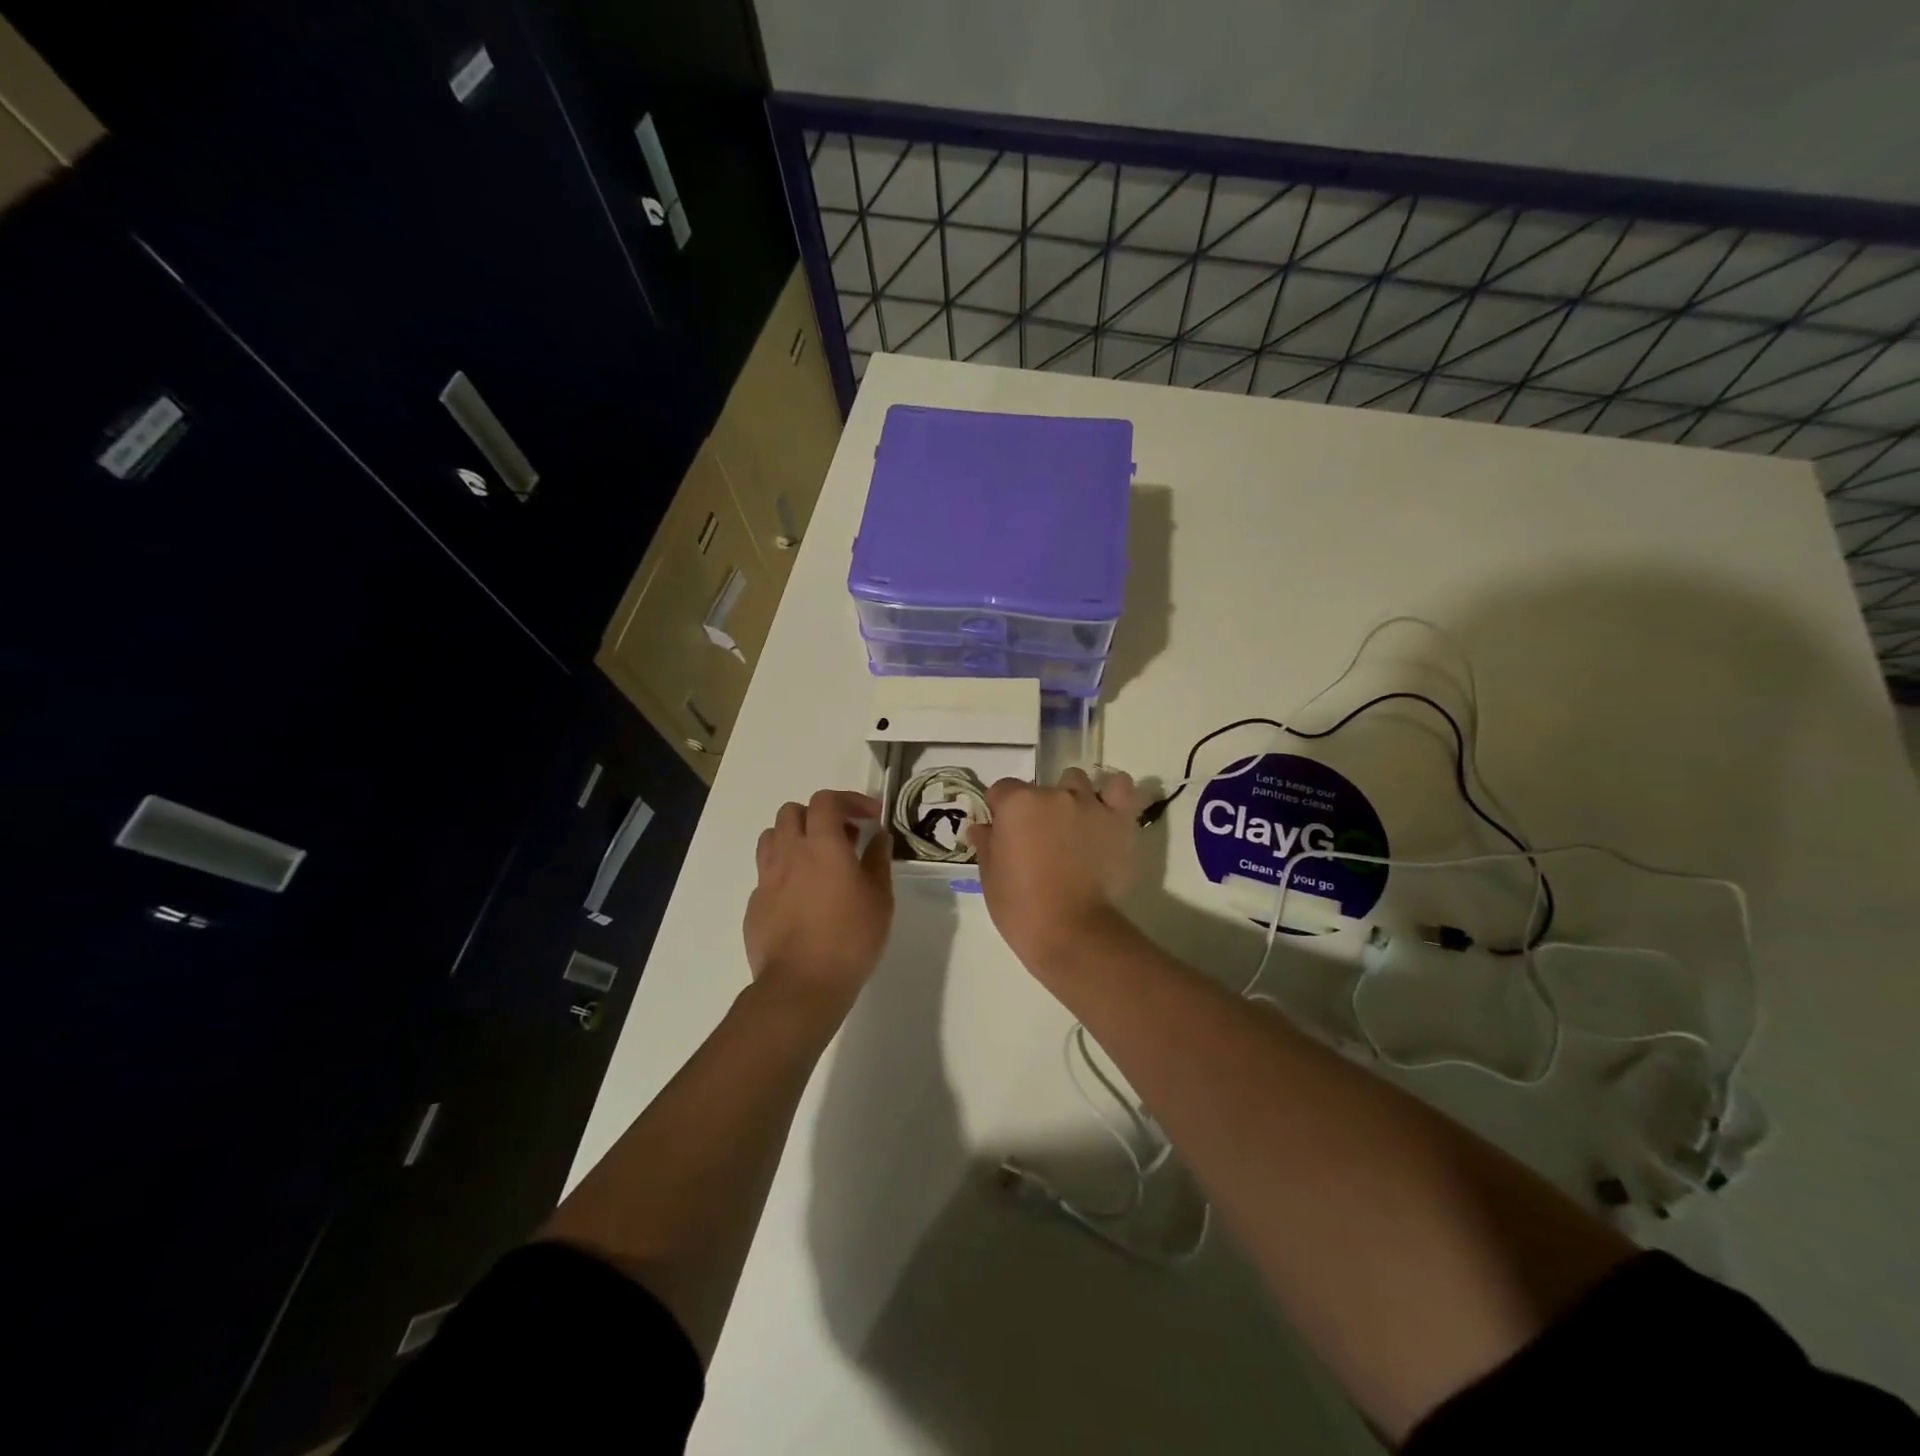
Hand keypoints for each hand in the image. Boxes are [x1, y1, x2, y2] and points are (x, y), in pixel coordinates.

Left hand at [745, 789, 893, 1010]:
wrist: (801, 985)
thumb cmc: (850, 938)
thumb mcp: (880, 898)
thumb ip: (877, 860)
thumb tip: (878, 837)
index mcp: (823, 844)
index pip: (826, 800)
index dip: (849, 800)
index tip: (869, 817)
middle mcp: (789, 853)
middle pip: (792, 811)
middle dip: (817, 816)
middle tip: (841, 838)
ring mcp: (767, 878)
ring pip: (771, 837)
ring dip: (794, 838)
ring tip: (815, 861)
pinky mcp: (754, 904)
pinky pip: (766, 874)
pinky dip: (784, 872)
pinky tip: (801, 898)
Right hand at [968, 767, 1142, 975]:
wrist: (1071, 931)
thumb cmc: (1021, 906)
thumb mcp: (990, 876)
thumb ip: (986, 844)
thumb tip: (982, 827)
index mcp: (1017, 803)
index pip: (1002, 790)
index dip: (999, 810)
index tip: (1003, 833)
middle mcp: (1053, 794)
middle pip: (1040, 788)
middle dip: (1036, 809)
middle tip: (1038, 840)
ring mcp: (1088, 804)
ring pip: (1077, 783)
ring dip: (1070, 798)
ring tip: (1072, 827)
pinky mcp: (1118, 820)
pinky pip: (1120, 788)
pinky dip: (1111, 794)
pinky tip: (1104, 809)